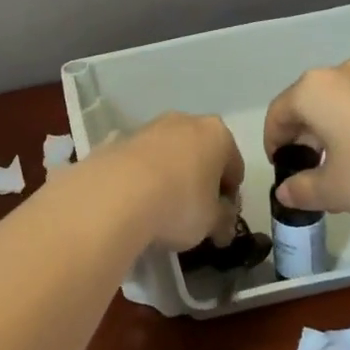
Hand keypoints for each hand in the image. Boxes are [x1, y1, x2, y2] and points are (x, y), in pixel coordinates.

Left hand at [94, 113, 244, 251]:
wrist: (114, 196)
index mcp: (217, 135)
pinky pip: (140, 161)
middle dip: (200, 180)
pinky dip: (142, 177)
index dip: (230, 196)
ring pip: (169, 154)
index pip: (234, 167)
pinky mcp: (119, 139)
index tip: (221, 219)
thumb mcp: (211, 222)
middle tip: (194, 214)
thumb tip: (223, 227)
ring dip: (170, 176)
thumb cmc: (179, 204)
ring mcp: (149, 127)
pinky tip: (135, 203)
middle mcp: (185, 121)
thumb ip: (223, 221)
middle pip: (201, 154)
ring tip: (161, 210)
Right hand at [263, 59, 349, 223]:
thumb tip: (286, 192)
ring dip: (334, 131)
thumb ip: (303, 189)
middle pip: (310, 104)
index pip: (278, 113)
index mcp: (315, 90)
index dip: (273, 143)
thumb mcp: (335, 190)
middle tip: (310, 171)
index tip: (281, 170)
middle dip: (304, 137)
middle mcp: (344, 73)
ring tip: (344, 168)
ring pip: (342, 103)